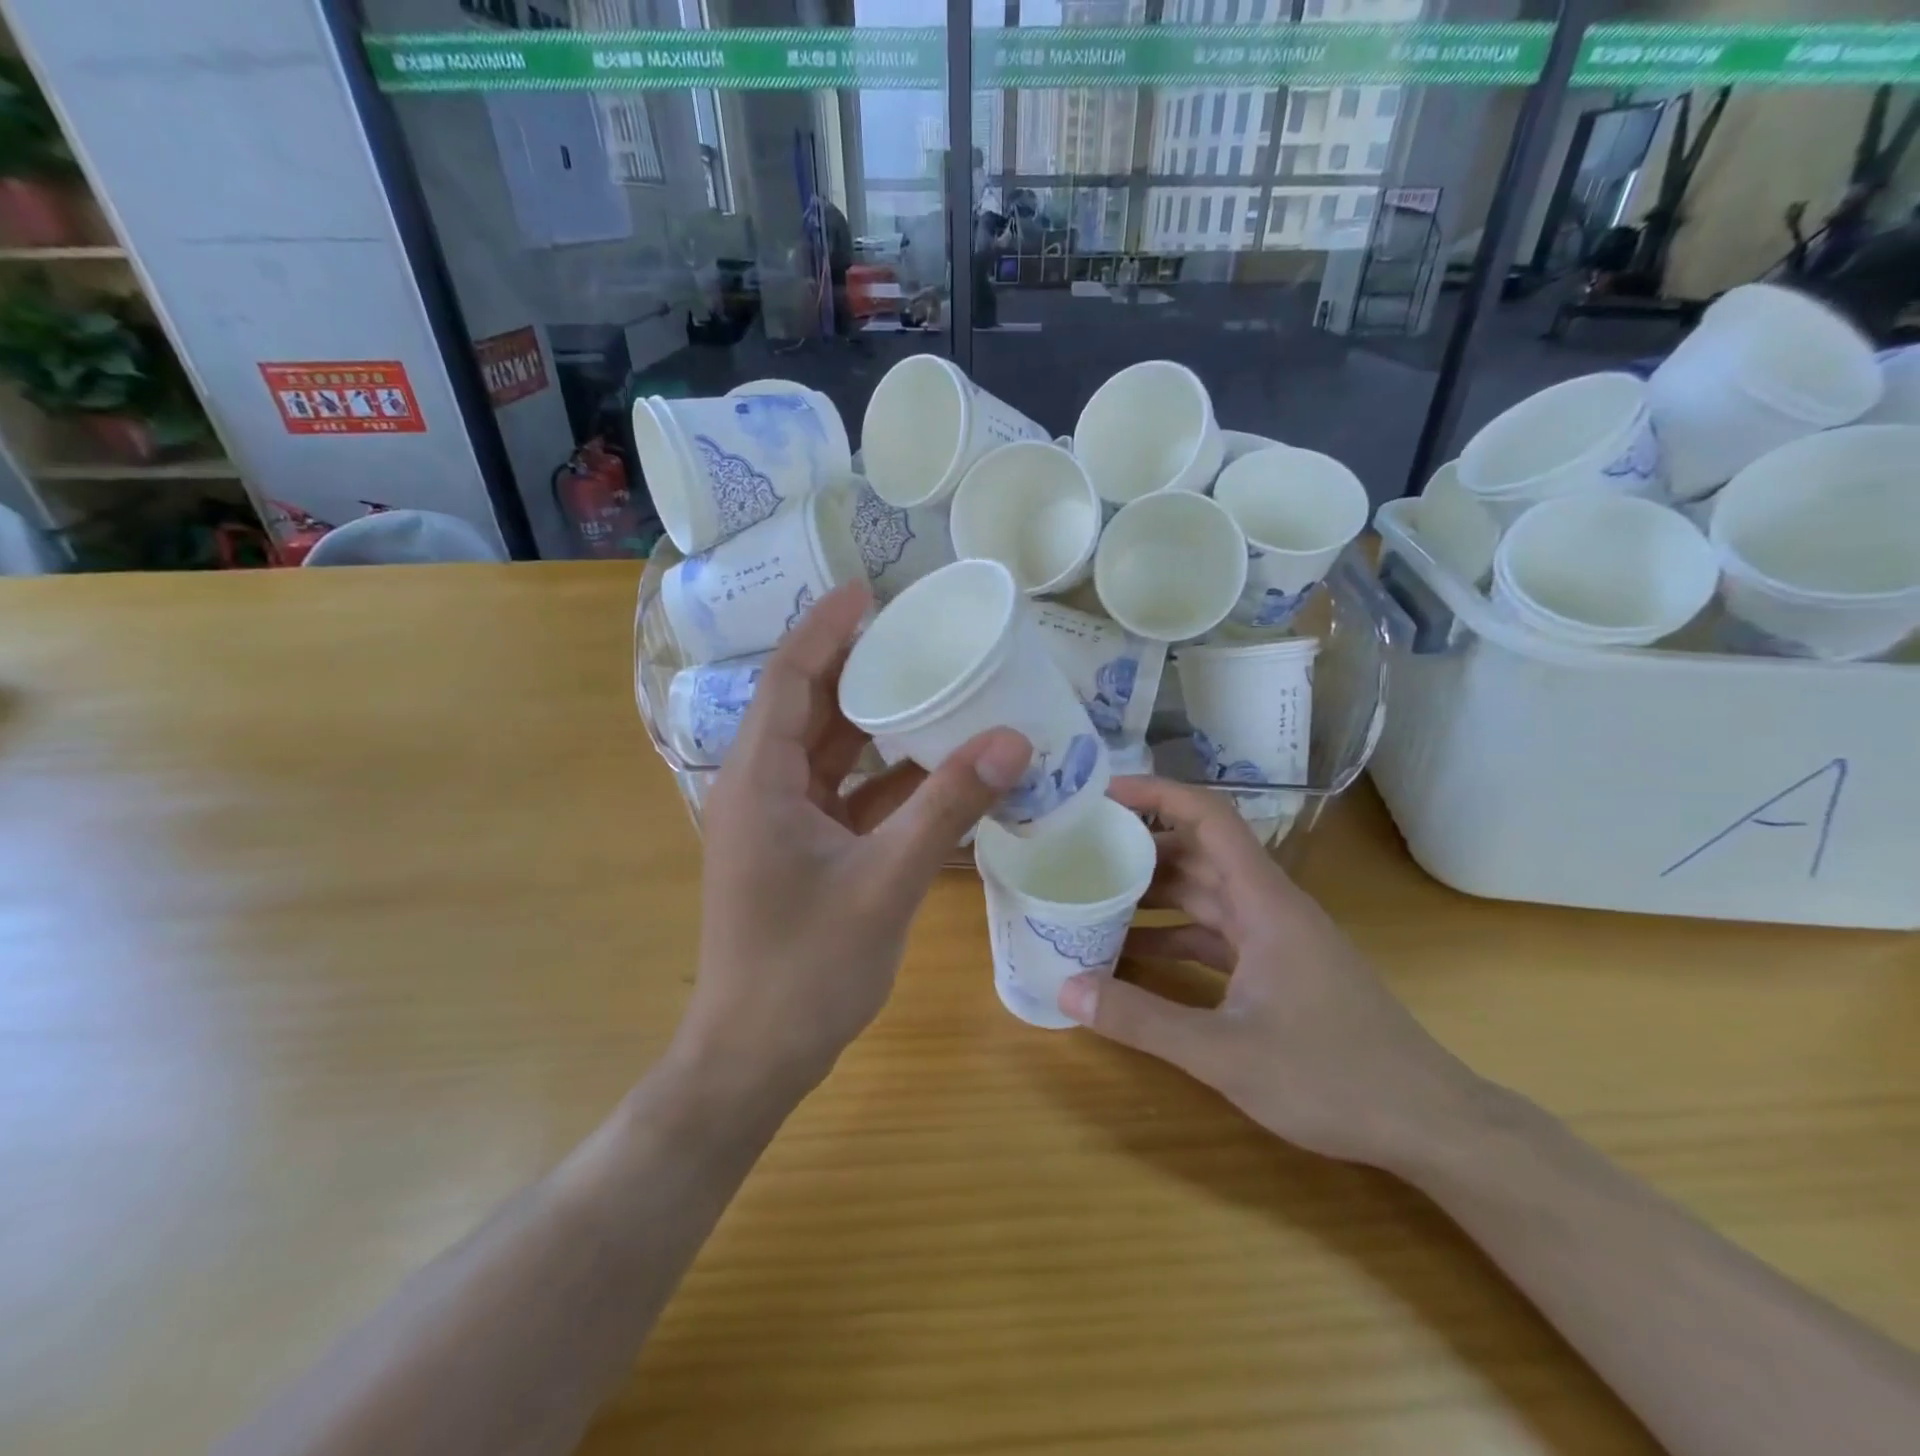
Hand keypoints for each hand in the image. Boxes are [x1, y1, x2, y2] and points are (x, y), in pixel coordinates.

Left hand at [677, 581, 1031, 1103]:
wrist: (756, 1057)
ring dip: (877, 726)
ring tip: (935, 688)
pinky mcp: (802, 852)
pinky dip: (886, 780)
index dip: (824, 629)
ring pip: (830, 755)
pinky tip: (937, 769)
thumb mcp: (885, 881)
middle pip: (810, 710)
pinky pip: (846, 797)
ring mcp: (781, 824)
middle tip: (916, 634)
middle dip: (858, 668)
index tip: (868, 591)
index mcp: (759, 781)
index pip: (789, 680)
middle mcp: (762, 790)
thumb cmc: (806, 969)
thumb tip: (1012, 741)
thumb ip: (948, 808)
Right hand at [1058, 777, 1480, 1168]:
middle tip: (1080, 847)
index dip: (1158, 795)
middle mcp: (1269, 906)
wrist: (1429, 1124)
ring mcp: (1275, 938)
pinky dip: (1173, 936)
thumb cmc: (1334, 1077)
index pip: (1209, 818)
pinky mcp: (1278, 969)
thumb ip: (1143, 1020)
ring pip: (1205, 894)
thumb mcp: (1226, 1052)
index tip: (1104, 794)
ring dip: (1154, 892)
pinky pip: (1214, 935)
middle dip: (1141, 844)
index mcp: (1265, 902)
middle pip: (1199, 852)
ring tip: (1093, 894)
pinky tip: (1132, 955)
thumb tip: (1066, 987)